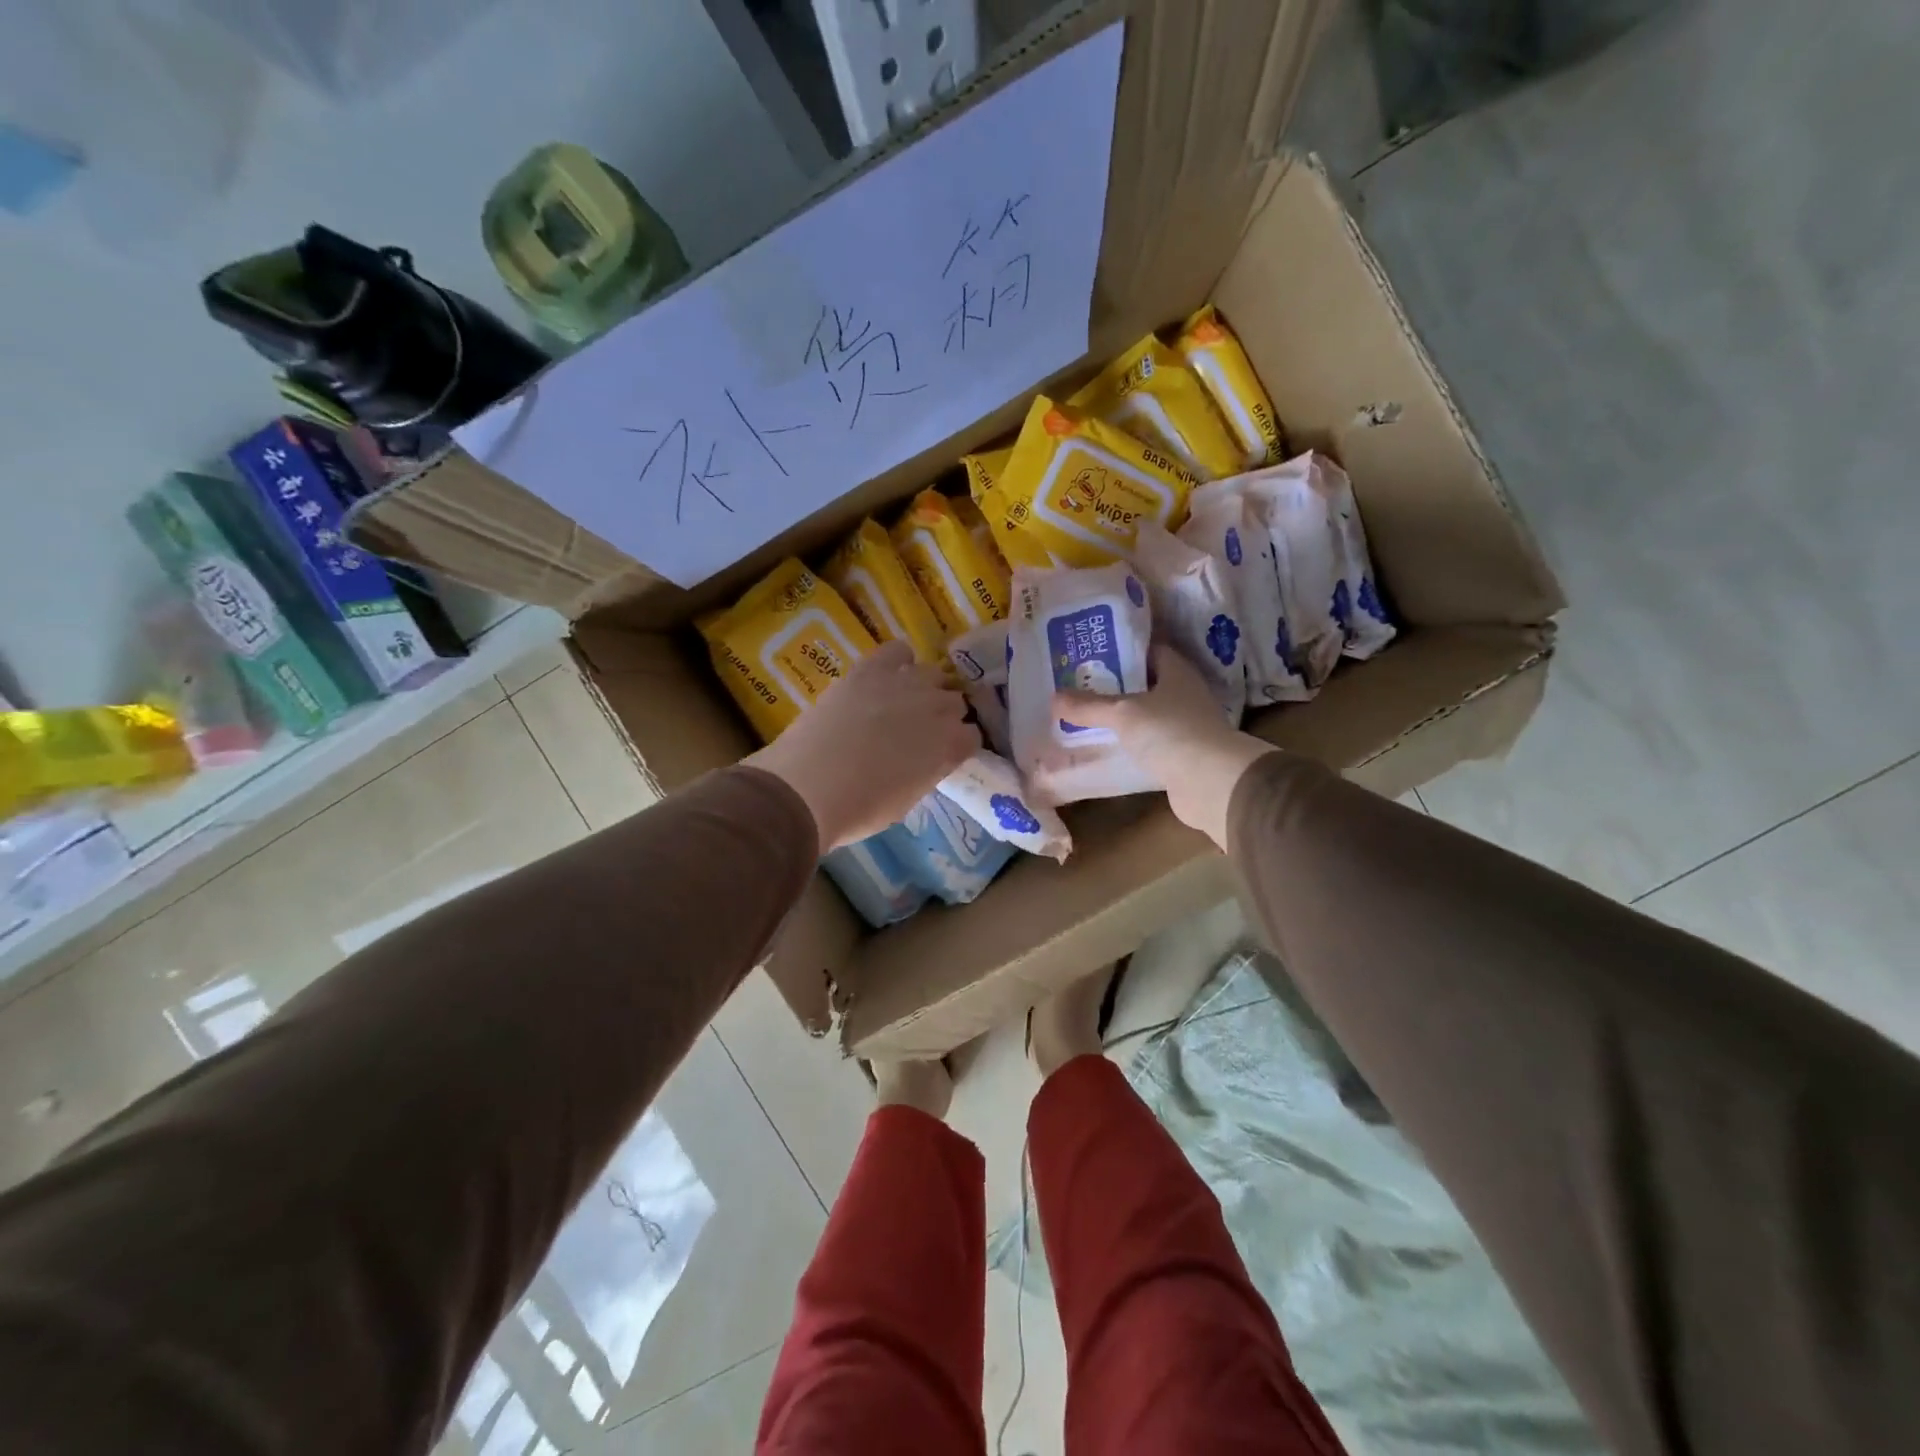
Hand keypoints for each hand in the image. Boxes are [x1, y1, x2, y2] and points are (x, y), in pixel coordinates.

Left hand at [746, 641, 976, 851]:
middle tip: (918, 733)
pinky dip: (898, 660)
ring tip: (904, 702)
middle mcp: (937, 708)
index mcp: (950, 746)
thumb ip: (926, 771)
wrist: (809, 787)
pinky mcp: (871, 669)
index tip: (941, 754)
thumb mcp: (908, 799)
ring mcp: (905, 683)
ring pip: (933, 673)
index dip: (957, 745)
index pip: (972, 735)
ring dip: (925, 687)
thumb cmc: (859, 807)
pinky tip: (888, 675)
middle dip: (942, 716)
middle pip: (954, 701)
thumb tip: (925, 759)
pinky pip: (898, 651)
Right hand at [1052, 645, 1277, 849]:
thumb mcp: (1123, 713)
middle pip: (1145, 686)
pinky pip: (1148, 747)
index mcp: (1177, 673)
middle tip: (1079, 687)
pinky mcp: (1181, 758)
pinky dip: (1128, 748)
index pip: (1150, 651)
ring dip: (1121, 720)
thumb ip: (1089, 705)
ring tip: (1085, 718)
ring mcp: (1186, 728)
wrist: (1211, 783)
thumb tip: (1054, 697)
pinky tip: (1104, 751)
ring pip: (1146, 718)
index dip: (1122, 650)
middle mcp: (1185, 696)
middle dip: (1115, 687)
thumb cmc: (1170, 732)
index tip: (1091, 654)